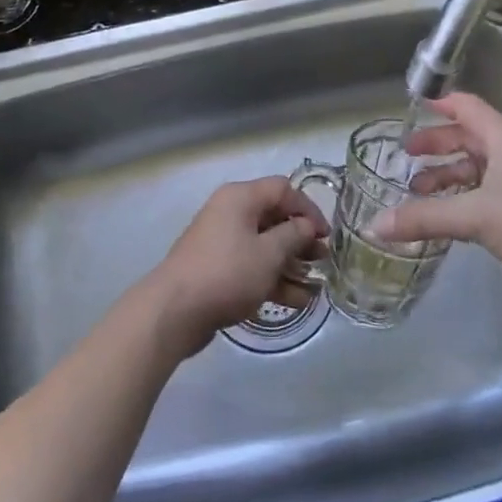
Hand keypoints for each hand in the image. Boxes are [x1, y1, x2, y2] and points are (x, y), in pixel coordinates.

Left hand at [144, 177, 329, 358]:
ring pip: (264, 246)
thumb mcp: (269, 253)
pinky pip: (251, 267)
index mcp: (240, 198)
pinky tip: (295, 301)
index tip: (326, 235)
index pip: (283, 189)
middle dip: (301, 241)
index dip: (308, 209)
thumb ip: (294, 236)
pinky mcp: (217, 269)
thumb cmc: (227, 273)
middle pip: (274, 218)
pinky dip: (272, 279)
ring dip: (290, 265)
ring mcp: (221, 242)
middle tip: (323, 262)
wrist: (174, 311)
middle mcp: (230, 213)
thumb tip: (306, 226)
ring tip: (314, 288)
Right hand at [371, 92, 501, 286]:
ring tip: (419, 191)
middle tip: (406, 157)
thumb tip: (375, 224)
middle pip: (468, 136)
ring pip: (479, 165)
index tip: (411, 108)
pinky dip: (465, 195)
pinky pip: (489, 190)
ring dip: (449, 174)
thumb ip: (424, 218)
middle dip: (436, 145)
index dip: (438, 104)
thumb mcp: (474, 216)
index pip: (465, 105)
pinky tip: (450, 216)